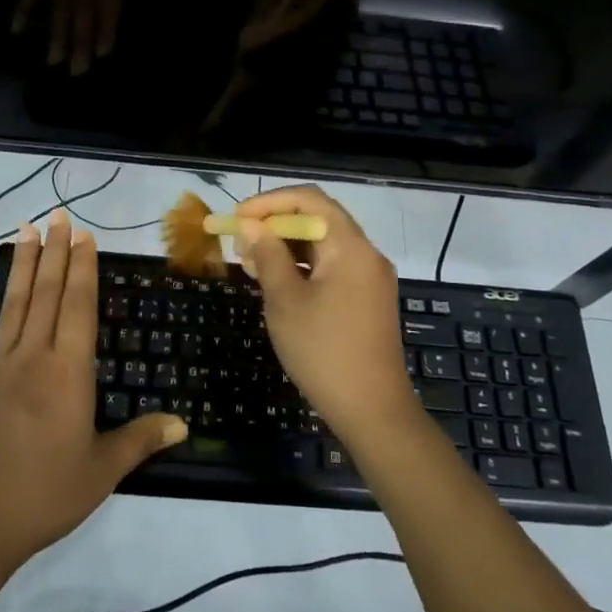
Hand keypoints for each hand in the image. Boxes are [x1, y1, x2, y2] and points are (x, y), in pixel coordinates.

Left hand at [0, 211, 187, 571]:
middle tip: (58, 216)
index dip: (83, 268)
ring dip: (22, 266)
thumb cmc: (43, 496)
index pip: (79, 306)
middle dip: (55, 252)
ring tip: (26, 230)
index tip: (84, 235)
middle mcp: (33, 357)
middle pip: (47, 294)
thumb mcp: (101, 472)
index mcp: (68, 372)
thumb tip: (184, 424)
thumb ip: (140, 440)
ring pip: (13, 305)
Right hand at [233, 186, 409, 441]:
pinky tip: (277, 283)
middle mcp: (365, 253)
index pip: (309, 199)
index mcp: (350, 246)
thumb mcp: (285, 301)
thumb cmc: (324, 352)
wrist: (374, 412)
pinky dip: (303, 267)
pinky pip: (331, 267)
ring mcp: (369, 277)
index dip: (269, 202)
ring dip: (287, 247)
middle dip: (275, 225)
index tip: (237, 218)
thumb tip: (250, 225)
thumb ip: (267, 255)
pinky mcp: (366, 299)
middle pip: (318, 219)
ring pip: (323, 244)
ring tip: (251, 264)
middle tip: (241, 244)